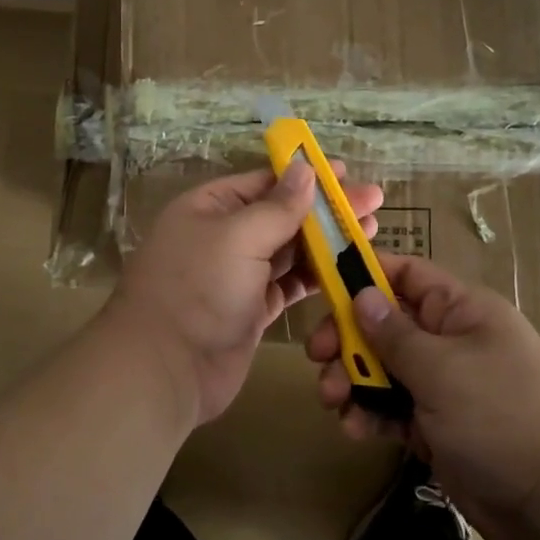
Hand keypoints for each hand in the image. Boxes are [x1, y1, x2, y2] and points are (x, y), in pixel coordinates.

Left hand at [108, 162, 383, 425]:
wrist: (165, 371)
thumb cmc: (198, 290)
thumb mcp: (238, 237)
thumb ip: (278, 206)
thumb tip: (305, 168)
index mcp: (211, 207)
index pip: (265, 182)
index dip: (307, 177)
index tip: (346, 174)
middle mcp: (224, 235)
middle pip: (283, 214)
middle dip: (327, 209)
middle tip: (375, 203)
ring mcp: (238, 274)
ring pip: (291, 250)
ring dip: (328, 242)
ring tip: (371, 231)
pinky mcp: (252, 308)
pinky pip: (290, 284)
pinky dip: (317, 276)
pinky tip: (348, 269)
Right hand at [305, 254, 539, 539]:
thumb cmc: (501, 416)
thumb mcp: (442, 369)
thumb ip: (394, 334)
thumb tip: (362, 294)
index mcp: (461, 310)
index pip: (407, 274)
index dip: (365, 275)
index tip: (324, 288)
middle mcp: (451, 340)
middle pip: (387, 324)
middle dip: (350, 339)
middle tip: (317, 358)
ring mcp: (445, 385)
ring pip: (385, 368)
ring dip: (354, 380)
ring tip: (333, 401)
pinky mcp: (438, 426)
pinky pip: (395, 408)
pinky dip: (372, 414)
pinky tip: (355, 429)